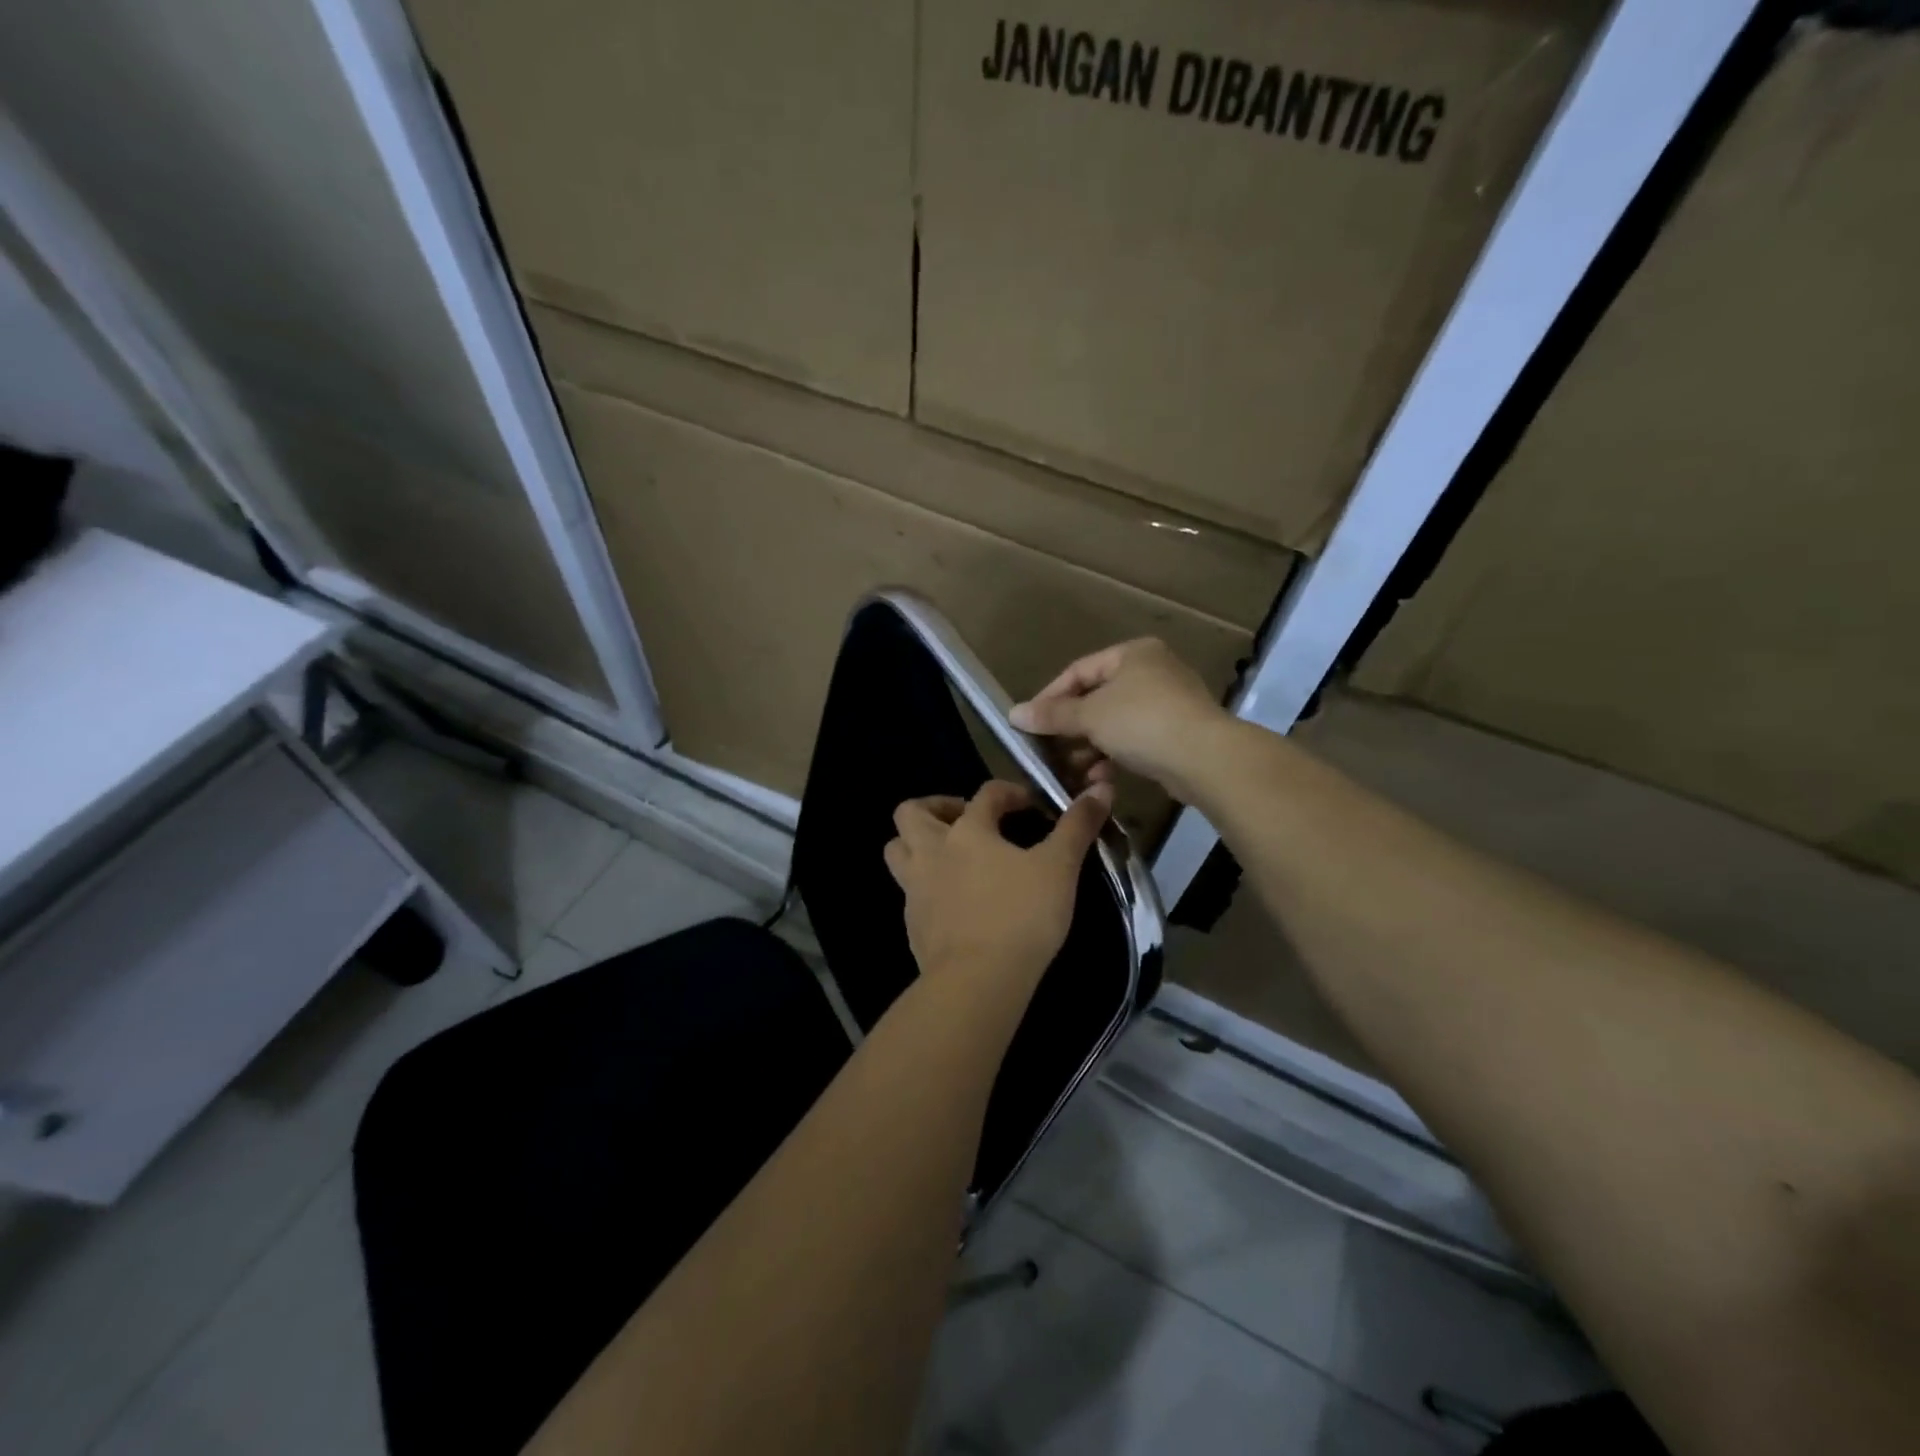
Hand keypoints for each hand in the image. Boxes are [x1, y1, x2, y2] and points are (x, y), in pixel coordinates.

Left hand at [884, 780, 1111, 992]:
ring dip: (916, 844)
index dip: (1009, 793)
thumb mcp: (1060, 868)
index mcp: (967, 831)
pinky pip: (908, 892)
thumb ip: (1077, 827)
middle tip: (965, 821)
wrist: (977, 980)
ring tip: (948, 855)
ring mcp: (915, 889)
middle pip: (912, 812)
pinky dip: (925, 886)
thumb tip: (1101, 788)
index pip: (985, 794)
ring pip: (897, 850)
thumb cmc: (1021, 915)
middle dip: (936, 808)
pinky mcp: (912, 924)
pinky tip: (952, 901)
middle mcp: (932, 852)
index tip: (1028, 806)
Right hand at [1008, 639, 1228, 802]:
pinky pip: (1134, 741)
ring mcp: (1168, 703)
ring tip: (1073, 770)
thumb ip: (1052, 715)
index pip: (1078, 671)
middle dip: (1071, 728)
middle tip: (1049, 750)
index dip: (1050, 697)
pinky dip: (1114, 756)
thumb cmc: (1142, 723)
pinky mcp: (1177, 734)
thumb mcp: (1090, 715)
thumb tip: (1013, 714)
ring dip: (1090, 747)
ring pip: (1114, 723)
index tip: (1029, 723)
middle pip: (1096, 698)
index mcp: (1133, 654)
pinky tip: (1100, 778)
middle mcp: (1152, 671)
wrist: (1205, 758)